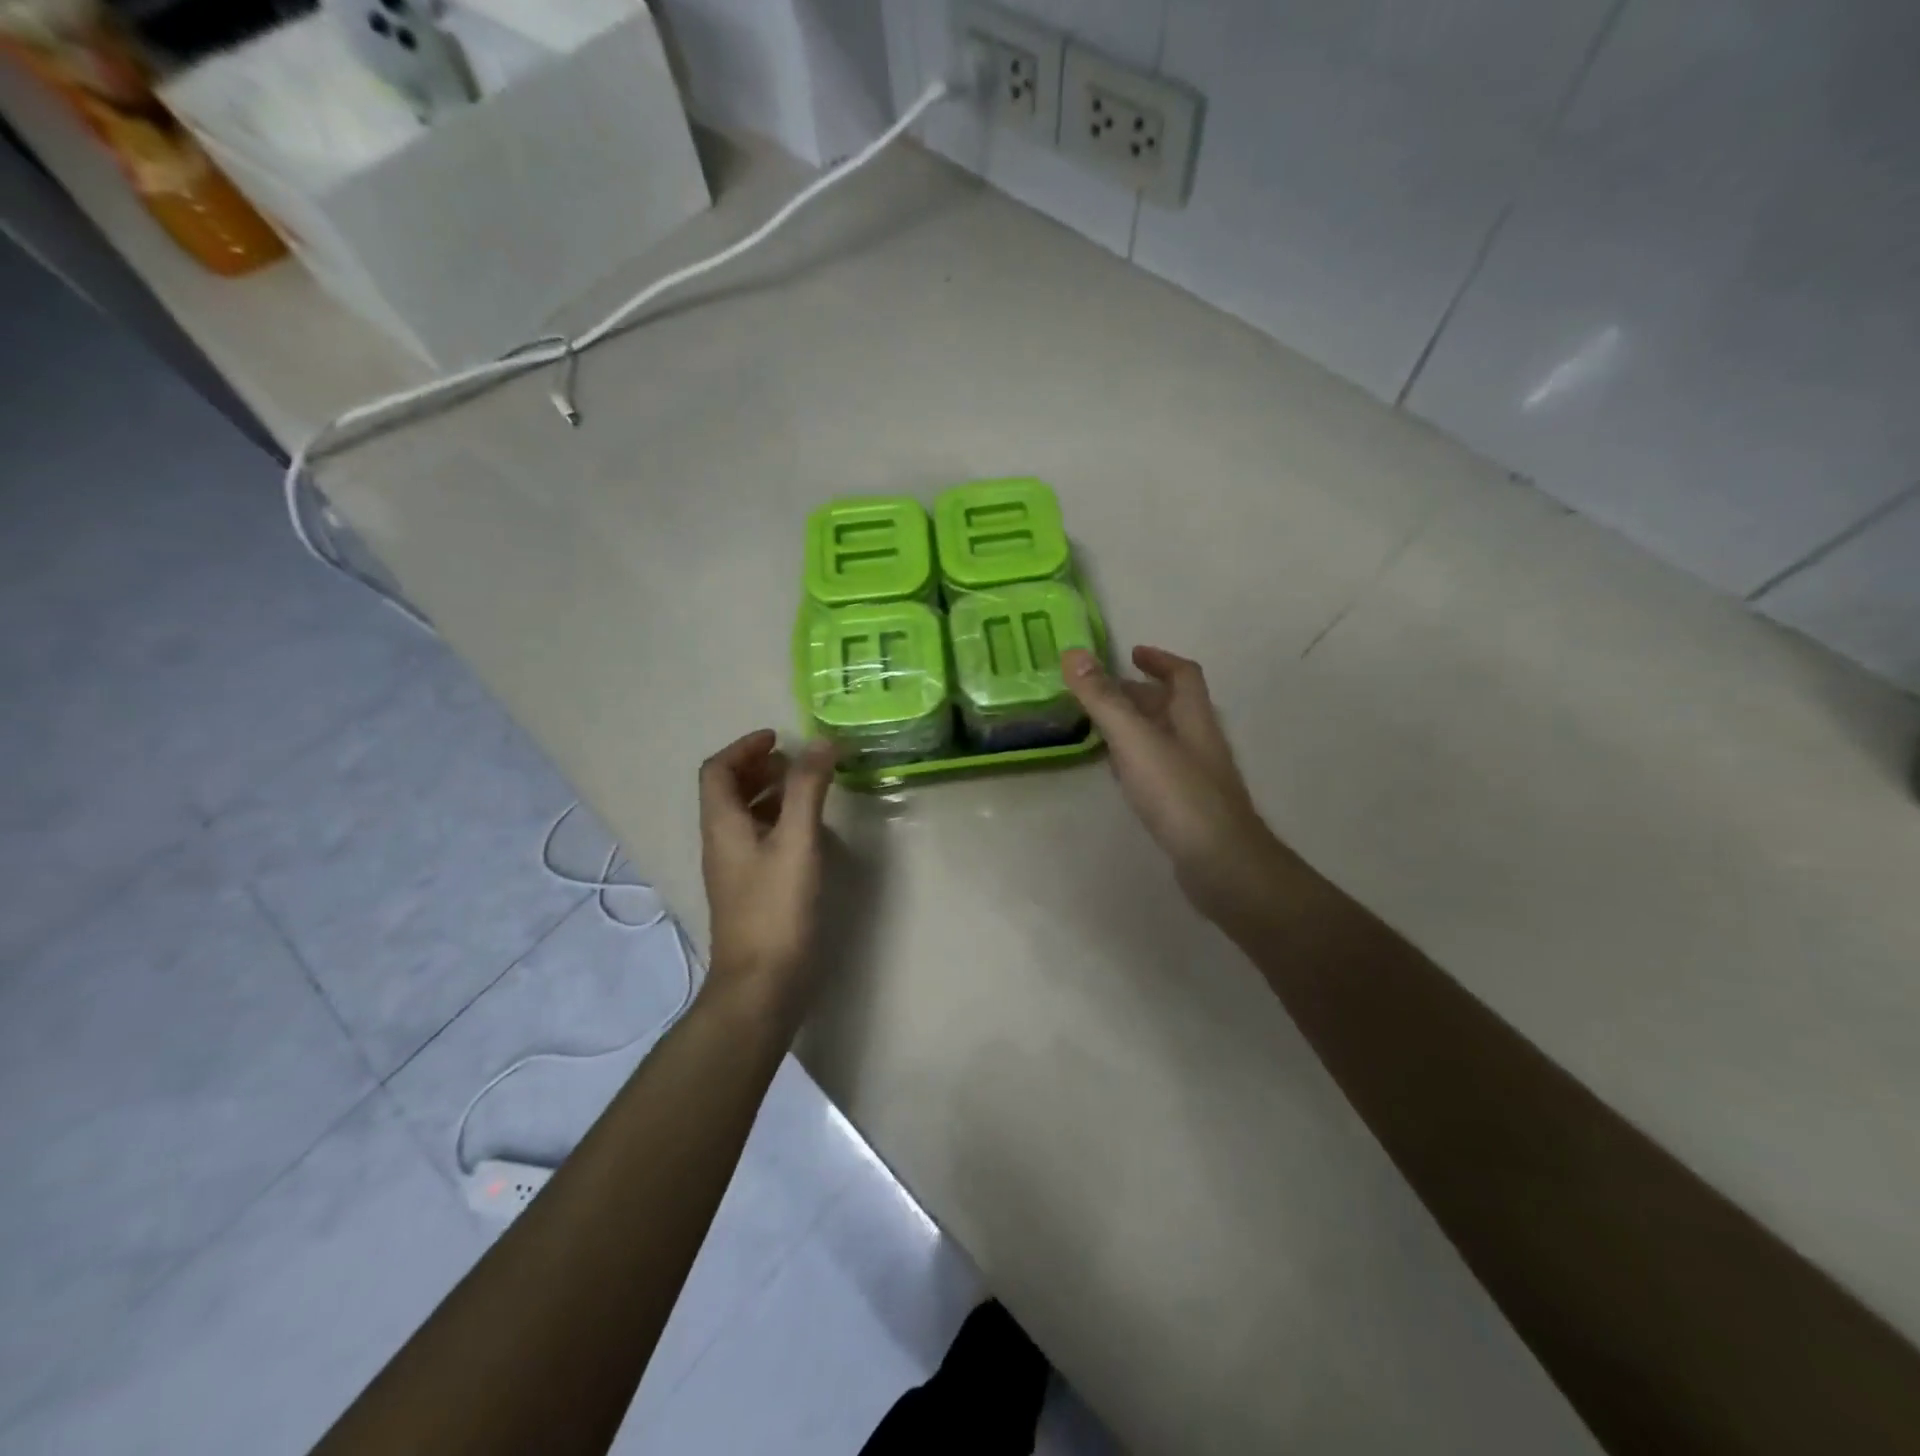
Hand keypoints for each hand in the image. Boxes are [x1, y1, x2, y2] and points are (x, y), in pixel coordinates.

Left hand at [698, 730, 837, 1017]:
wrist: (761, 985)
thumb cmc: (776, 909)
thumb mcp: (796, 842)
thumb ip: (808, 790)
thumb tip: (821, 743)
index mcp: (723, 826)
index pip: (717, 771)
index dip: (744, 748)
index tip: (779, 738)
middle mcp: (721, 843)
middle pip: (728, 792)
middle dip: (759, 768)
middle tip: (797, 761)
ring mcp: (735, 870)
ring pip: (745, 817)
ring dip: (770, 795)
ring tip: (808, 789)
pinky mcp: (751, 891)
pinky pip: (759, 841)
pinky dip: (779, 823)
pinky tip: (808, 833)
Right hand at [1064, 645, 1288, 926]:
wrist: (1221, 864)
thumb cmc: (1179, 795)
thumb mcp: (1135, 740)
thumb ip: (1104, 699)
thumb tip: (1074, 653)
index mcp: (1193, 718)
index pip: (1183, 675)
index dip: (1159, 659)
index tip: (1131, 653)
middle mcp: (1199, 741)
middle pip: (1172, 706)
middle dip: (1139, 693)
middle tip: (1100, 693)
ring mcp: (1196, 775)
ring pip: (1165, 738)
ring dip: (1137, 726)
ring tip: (1100, 726)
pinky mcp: (1188, 805)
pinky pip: (1159, 769)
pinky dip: (1137, 759)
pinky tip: (1119, 773)